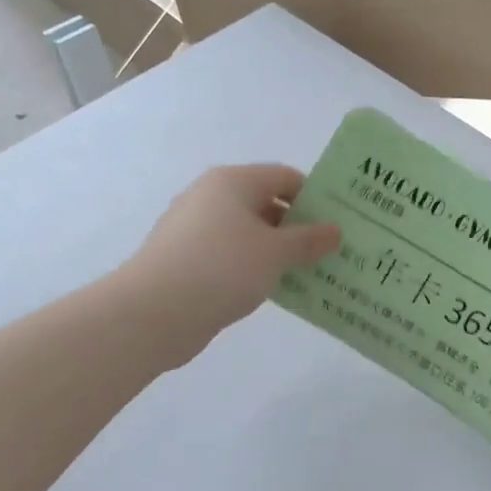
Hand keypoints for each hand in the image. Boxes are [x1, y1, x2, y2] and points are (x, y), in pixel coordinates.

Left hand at [122, 165, 338, 369]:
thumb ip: (309, 240)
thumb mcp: (276, 252)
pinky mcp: (186, 261)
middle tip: (331, 251)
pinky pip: (231, 257)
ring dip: (278, 251)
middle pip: (266, 204)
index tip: (339, 223)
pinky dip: (254, 268)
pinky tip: (275, 289)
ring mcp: (195, 230)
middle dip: (299, 227)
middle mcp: (211, 198)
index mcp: (232, 182)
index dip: (315, 197)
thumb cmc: (221, 268)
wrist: (152, 313)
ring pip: (249, 233)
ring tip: (310, 273)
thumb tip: (335, 230)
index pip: (285, 177)